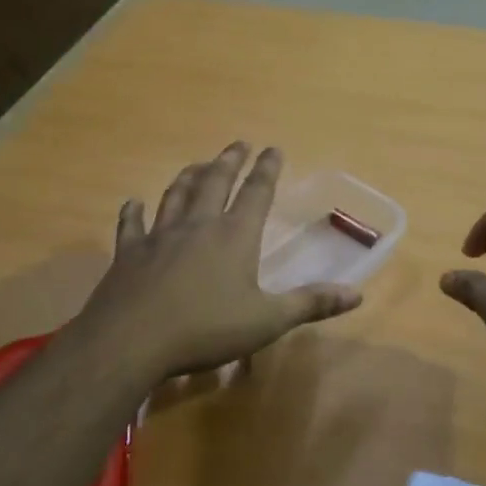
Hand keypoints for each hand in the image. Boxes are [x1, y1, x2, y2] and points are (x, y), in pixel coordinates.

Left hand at [71, 142, 361, 381]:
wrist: (131, 341)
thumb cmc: (206, 329)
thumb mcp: (267, 321)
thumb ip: (310, 304)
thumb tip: (357, 295)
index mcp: (234, 236)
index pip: (256, 193)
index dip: (266, 170)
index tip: (273, 148)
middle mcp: (198, 226)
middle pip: (214, 183)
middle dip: (229, 161)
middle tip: (238, 144)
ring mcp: (159, 237)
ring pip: (175, 196)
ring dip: (188, 177)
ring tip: (197, 164)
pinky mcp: (129, 254)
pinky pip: (131, 226)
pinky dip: (132, 213)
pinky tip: (132, 203)